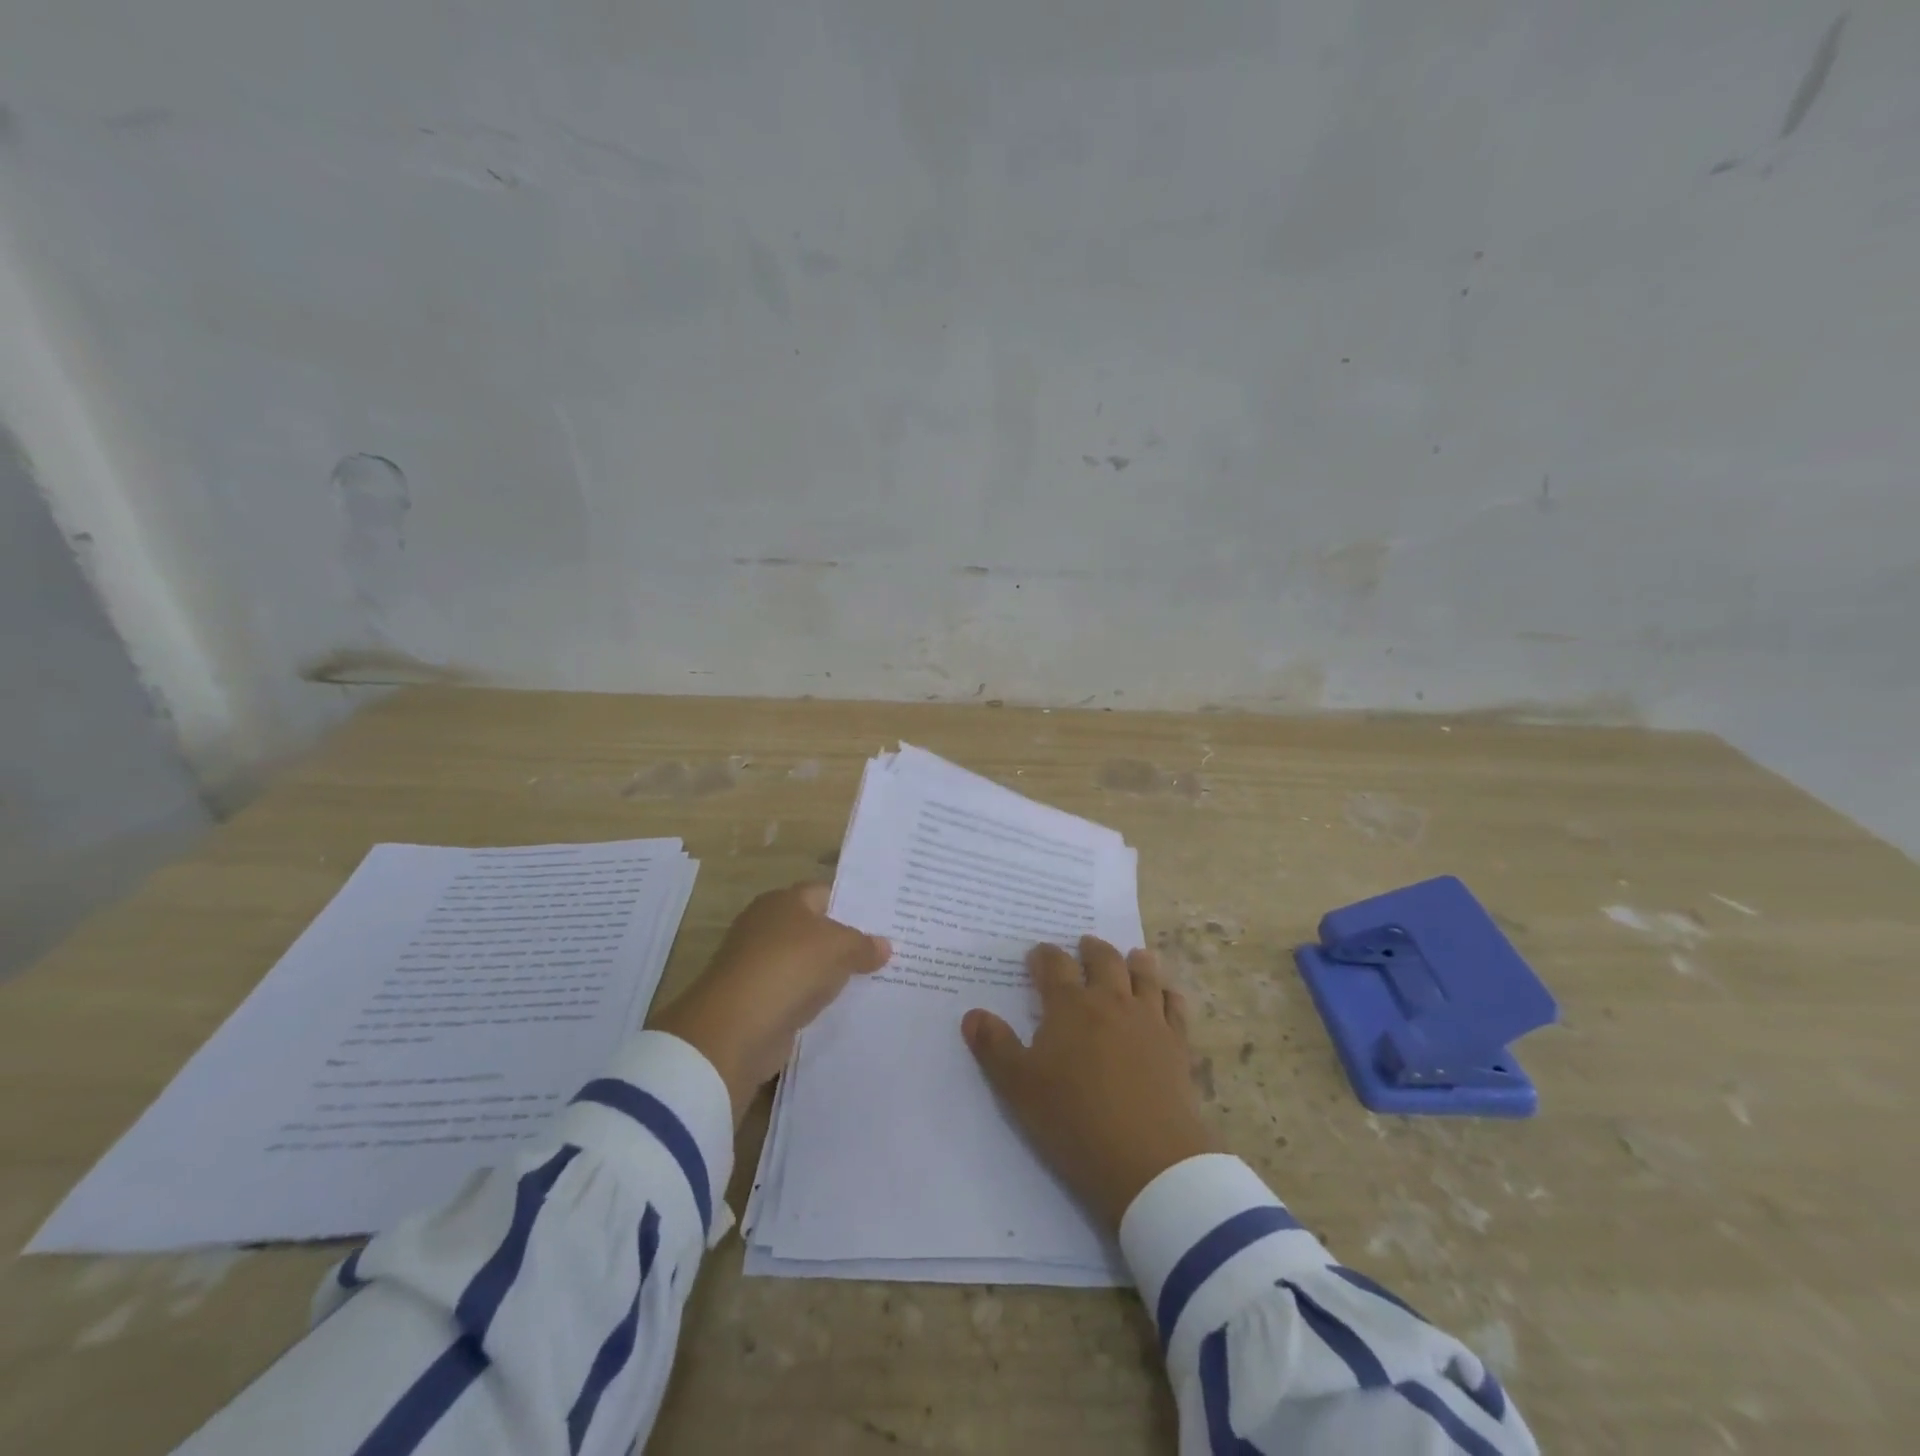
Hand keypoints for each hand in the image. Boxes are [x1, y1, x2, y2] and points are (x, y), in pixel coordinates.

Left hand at [654, 883, 889, 1123]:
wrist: (735, 1029)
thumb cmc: (789, 968)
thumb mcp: (838, 948)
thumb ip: (864, 945)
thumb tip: (884, 946)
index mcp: (783, 901)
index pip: (825, 893)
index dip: (854, 904)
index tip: (885, 919)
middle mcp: (767, 926)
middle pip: (815, 928)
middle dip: (846, 940)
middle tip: (886, 950)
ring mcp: (759, 965)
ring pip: (807, 963)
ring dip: (831, 973)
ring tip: (873, 980)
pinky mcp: (758, 1000)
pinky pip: (796, 993)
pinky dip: (814, 999)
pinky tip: (842, 1007)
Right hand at [962, 936, 1218, 1230]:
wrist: (1149, 1161)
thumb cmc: (1074, 1120)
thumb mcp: (1018, 1087)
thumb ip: (994, 1047)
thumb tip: (972, 1014)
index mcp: (1069, 1006)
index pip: (1054, 965)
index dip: (1043, 956)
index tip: (1037, 956)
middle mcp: (1111, 1001)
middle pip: (1103, 960)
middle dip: (1091, 950)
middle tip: (1084, 944)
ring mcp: (1148, 1020)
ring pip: (1144, 976)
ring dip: (1135, 961)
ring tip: (1132, 955)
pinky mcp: (1177, 1045)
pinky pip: (1175, 1007)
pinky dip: (1168, 993)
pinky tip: (1167, 994)